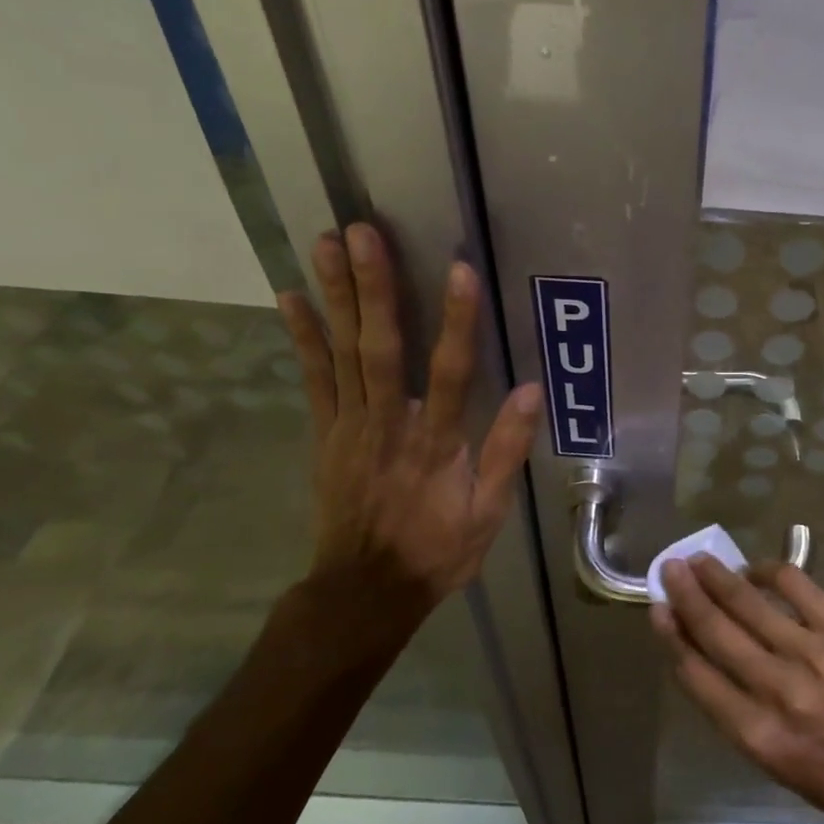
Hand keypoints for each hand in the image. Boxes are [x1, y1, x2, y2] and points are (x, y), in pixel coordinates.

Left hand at [275, 225, 541, 650]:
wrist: (365, 590)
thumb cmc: (436, 550)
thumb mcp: (488, 513)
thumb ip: (506, 451)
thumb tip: (533, 391)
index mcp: (436, 443)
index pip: (452, 372)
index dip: (457, 320)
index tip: (458, 269)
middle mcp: (389, 424)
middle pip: (382, 348)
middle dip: (374, 287)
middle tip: (362, 232)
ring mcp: (350, 426)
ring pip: (343, 352)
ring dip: (336, 296)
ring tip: (326, 243)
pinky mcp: (325, 433)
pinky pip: (313, 379)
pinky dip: (302, 337)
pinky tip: (290, 297)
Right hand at [651, 556, 823, 823]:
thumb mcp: (772, 762)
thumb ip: (733, 710)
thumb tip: (699, 653)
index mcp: (758, 735)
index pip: (698, 676)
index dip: (673, 637)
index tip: (658, 610)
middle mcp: (781, 692)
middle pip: (719, 632)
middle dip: (688, 596)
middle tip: (670, 568)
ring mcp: (815, 655)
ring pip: (752, 605)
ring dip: (720, 578)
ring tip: (700, 561)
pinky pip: (797, 586)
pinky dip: (769, 572)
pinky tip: (754, 569)